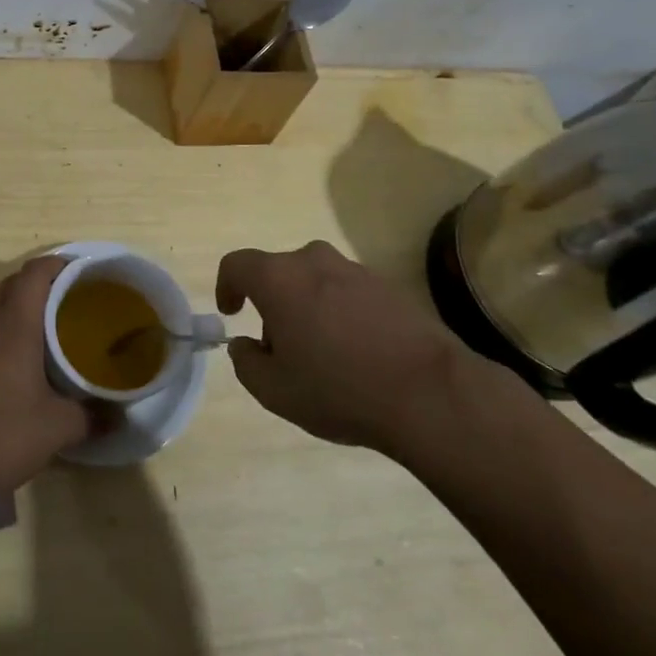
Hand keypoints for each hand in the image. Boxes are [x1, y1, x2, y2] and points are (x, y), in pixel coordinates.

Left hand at [0, 256, 92, 498]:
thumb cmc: (5, 437)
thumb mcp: (60, 429)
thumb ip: (92, 416)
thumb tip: (118, 417)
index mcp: (15, 324)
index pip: (34, 275)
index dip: (53, 266)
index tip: (71, 273)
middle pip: (5, 285)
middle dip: (28, 287)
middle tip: (49, 308)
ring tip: (3, 325)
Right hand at [217, 240, 473, 456]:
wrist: (429, 393)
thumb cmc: (339, 389)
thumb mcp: (274, 391)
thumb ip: (245, 363)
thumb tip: (245, 345)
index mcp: (279, 278)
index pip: (237, 264)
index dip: (226, 286)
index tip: (232, 313)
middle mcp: (314, 261)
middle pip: (278, 273)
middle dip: (271, 304)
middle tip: (279, 348)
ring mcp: (355, 270)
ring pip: (314, 281)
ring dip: (307, 308)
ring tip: (321, 355)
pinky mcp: (388, 286)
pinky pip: (348, 292)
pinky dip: (340, 314)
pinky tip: (356, 354)